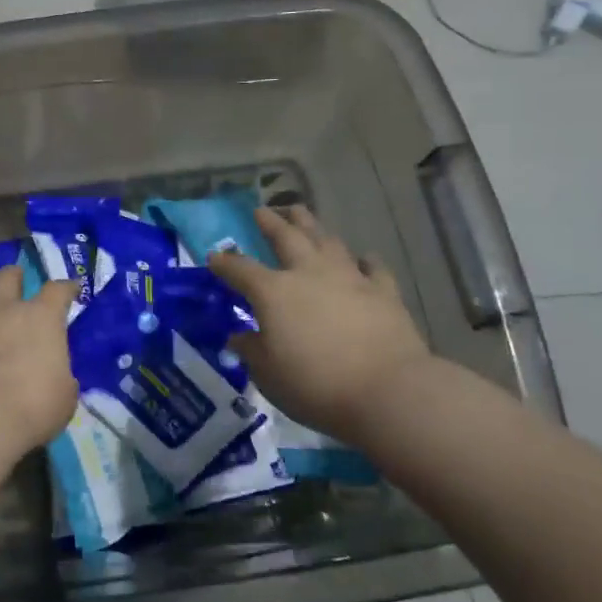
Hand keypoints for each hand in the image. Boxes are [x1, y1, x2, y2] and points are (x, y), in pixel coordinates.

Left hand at [0, 266, 80, 456]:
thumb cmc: (31, 406)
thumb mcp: (63, 396)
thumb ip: (60, 378)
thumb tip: (55, 376)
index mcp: (41, 318)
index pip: (57, 291)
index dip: (66, 288)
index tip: (70, 289)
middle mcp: (2, 310)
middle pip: (7, 277)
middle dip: (13, 275)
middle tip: (16, 277)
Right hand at [209, 205, 432, 436]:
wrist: (387, 390)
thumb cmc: (315, 384)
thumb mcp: (268, 374)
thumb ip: (251, 350)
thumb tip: (238, 337)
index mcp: (273, 292)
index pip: (240, 269)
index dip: (224, 263)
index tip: (214, 257)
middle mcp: (308, 273)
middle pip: (286, 238)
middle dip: (271, 222)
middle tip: (261, 210)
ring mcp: (349, 278)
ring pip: (327, 241)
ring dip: (311, 226)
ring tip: (301, 214)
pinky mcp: (383, 292)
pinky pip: (372, 267)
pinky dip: (364, 260)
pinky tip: (363, 257)